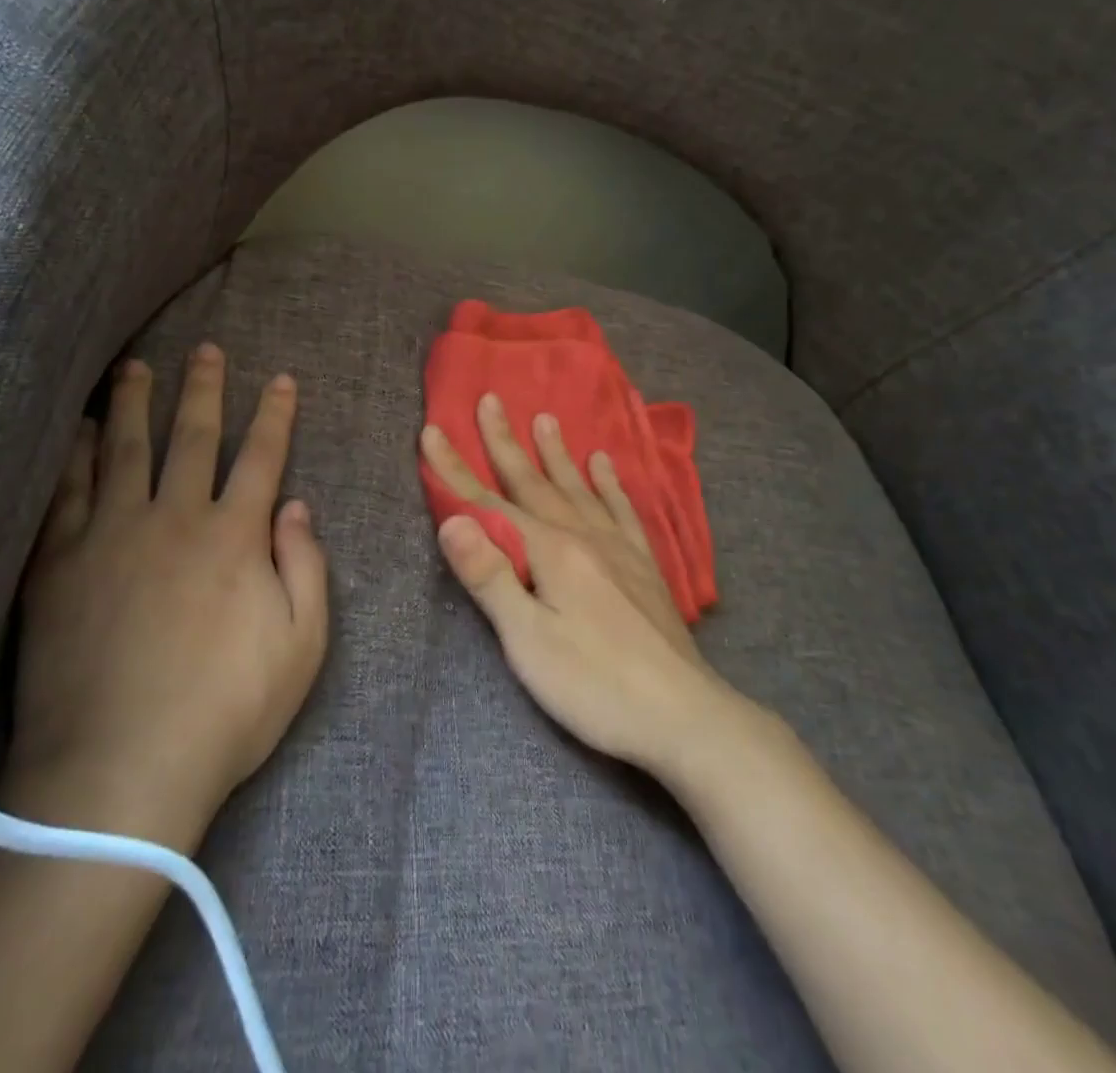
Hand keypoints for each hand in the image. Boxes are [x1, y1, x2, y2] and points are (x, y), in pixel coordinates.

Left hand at [8, 343, 328, 824]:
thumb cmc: (225, 712)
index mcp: (234, 538)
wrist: (118, 772)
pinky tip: (76, 430)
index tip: (280, 379)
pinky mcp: (59, 565)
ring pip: (124, 450)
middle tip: (206, 350)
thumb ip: (306, 567)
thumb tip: (297, 506)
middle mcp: (174, 520)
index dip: (275, 415)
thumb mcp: (301, 646)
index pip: (262, 458)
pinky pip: (66, 493)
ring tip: (135, 366)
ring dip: (133, 404)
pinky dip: (73, 455)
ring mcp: (110, 537)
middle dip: (203, 390)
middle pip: (192, 438)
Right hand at [421, 393, 727, 774]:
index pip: (487, 503)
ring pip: (577, 487)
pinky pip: (621, 509)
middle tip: (491, 400)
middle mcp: (582, 536)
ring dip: (556, 453)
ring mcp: (617, 547)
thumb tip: (451, 519)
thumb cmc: (594, 684)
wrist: (683, 715)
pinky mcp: (642, 565)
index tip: (432, 430)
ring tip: (546, 418)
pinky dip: (609, 483)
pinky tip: (604, 464)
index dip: (455, 469)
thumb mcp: (528, 640)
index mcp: (548, 551)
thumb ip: (489, 576)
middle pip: (533, 482)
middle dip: (505, 442)